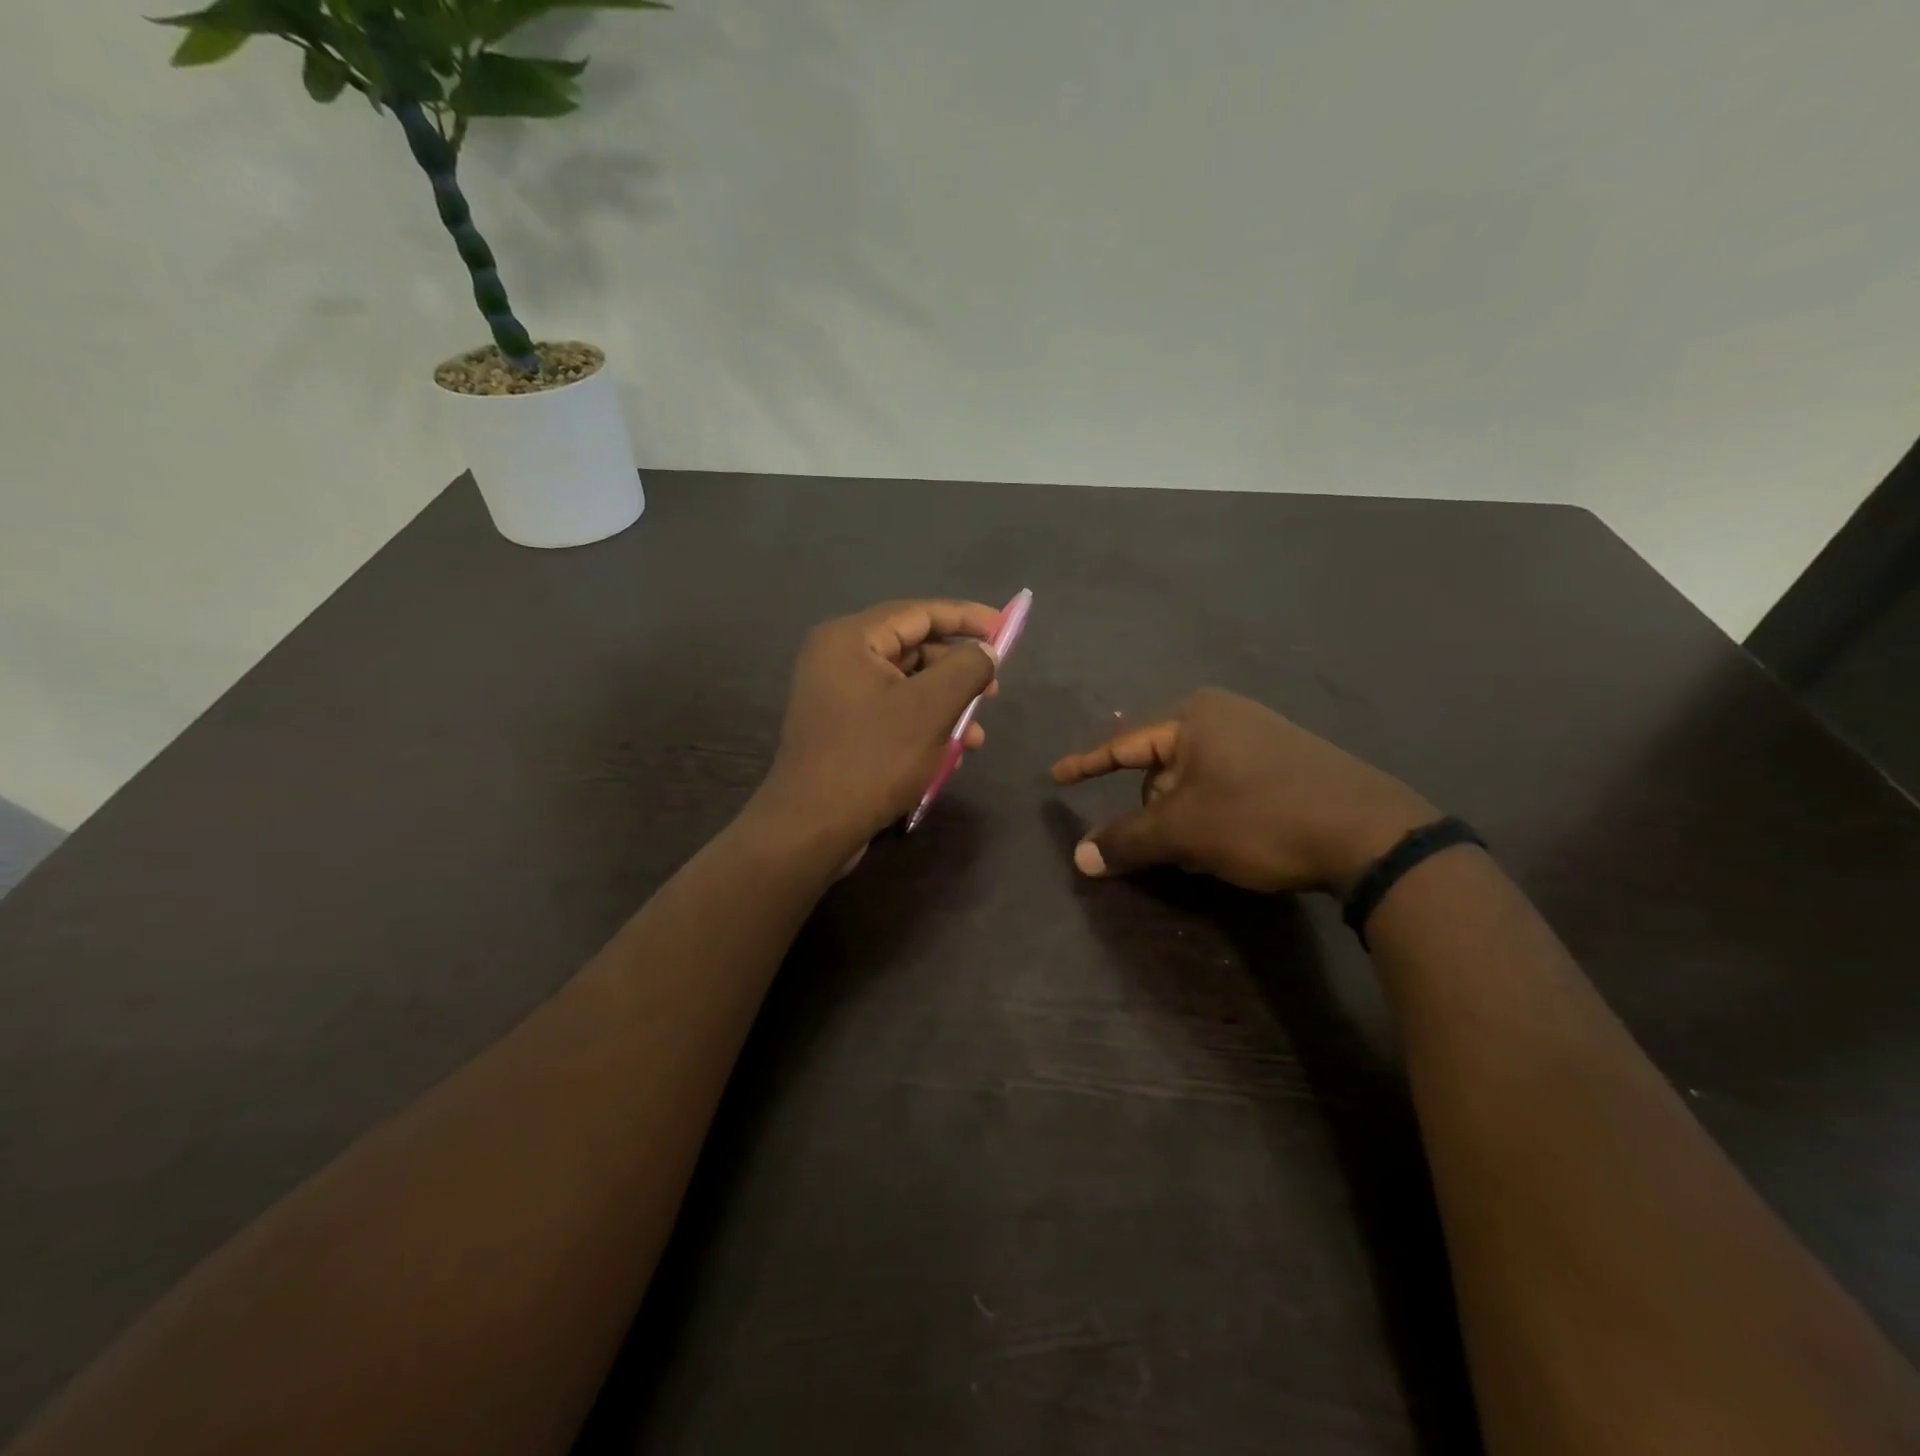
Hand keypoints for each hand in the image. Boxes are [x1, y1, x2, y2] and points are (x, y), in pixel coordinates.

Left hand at [753, 599, 1000, 853]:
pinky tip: (949, 754)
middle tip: (993, 692)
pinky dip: (923, 725)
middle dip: (958, 672)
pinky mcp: (840, 728)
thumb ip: (967, 668)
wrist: (812, 828)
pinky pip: (891, 711)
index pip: (918, 612)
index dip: (967, 617)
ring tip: (975, 737)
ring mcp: (836, 695)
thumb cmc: (873, 759)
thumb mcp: (931, 708)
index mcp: (850, 639)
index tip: (1005, 628)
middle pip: (913, 648)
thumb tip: (985, 649)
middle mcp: (838, 658)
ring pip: (906, 685)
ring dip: (946, 706)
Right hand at [1051, 688, 1436, 894]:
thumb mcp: (1184, 832)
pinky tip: (1234, 846)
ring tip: (1204, 855)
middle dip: (1156, 811)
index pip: (1123, 744)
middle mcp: (1225, 716)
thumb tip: (1079, 858)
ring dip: (1187, 820)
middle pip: (1161, 770)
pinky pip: (1228, 787)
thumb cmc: (1260, 817)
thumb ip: (1127, 840)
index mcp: (1195, 717)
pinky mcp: (1288, 762)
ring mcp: (1262, 736)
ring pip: (1196, 784)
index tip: (1056, 777)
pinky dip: (1216, 817)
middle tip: (1166, 848)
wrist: (1370, 834)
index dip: (1086, 765)